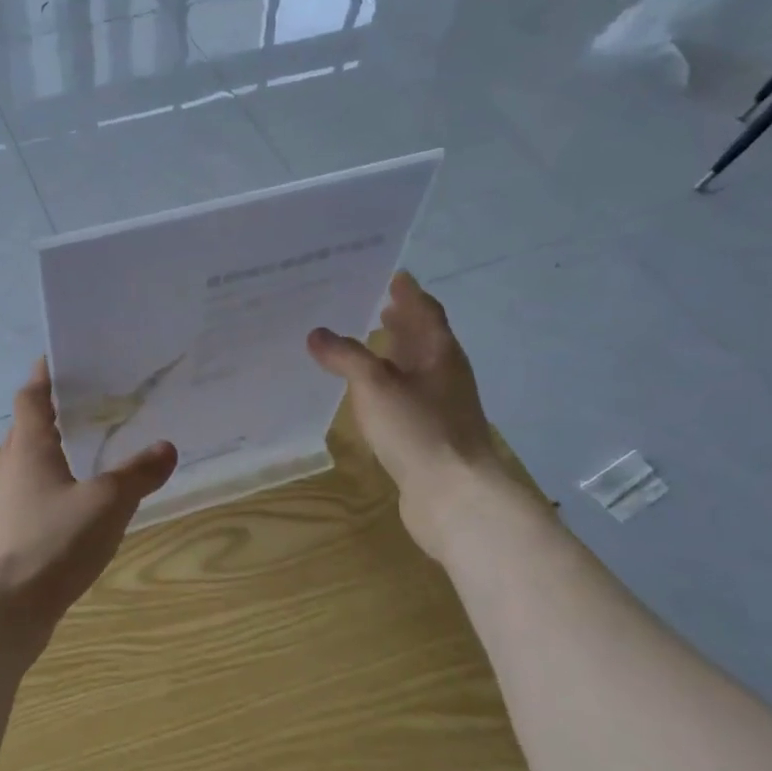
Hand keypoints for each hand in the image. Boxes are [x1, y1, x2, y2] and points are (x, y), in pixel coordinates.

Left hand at [0, 359, 177, 638]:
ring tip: (92, 448)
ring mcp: (4, 502)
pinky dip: (54, 483)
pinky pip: (31, 493)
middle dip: (55, 411)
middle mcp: (9, 467)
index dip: (44, 374)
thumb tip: (166, 447)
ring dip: (54, 449)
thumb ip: (138, 474)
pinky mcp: (7, 532)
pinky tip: (80, 501)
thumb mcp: (107, 503)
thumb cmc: (53, 543)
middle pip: (28, 427)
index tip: (62, 357)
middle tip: (93, 401)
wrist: (3, 611)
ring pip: (29, 462)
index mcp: (28, 448)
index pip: (31, 396)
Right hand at [307, 272, 501, 552]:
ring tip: (369, 344)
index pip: (425, 311)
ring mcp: (441, 407)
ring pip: (416, 369)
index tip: (393, 275)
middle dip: (402, 321)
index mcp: (440, 353)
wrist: (454, 496)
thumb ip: (345, 356)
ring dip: (396, 354)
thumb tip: (317, 334)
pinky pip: (407, 397)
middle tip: (376, 304)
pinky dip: (389, 385)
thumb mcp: (375, 385)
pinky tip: (370, 395)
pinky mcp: (431, 434)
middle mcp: (445, 375)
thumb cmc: (418, 429)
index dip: (409, 293)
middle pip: (424, 339)